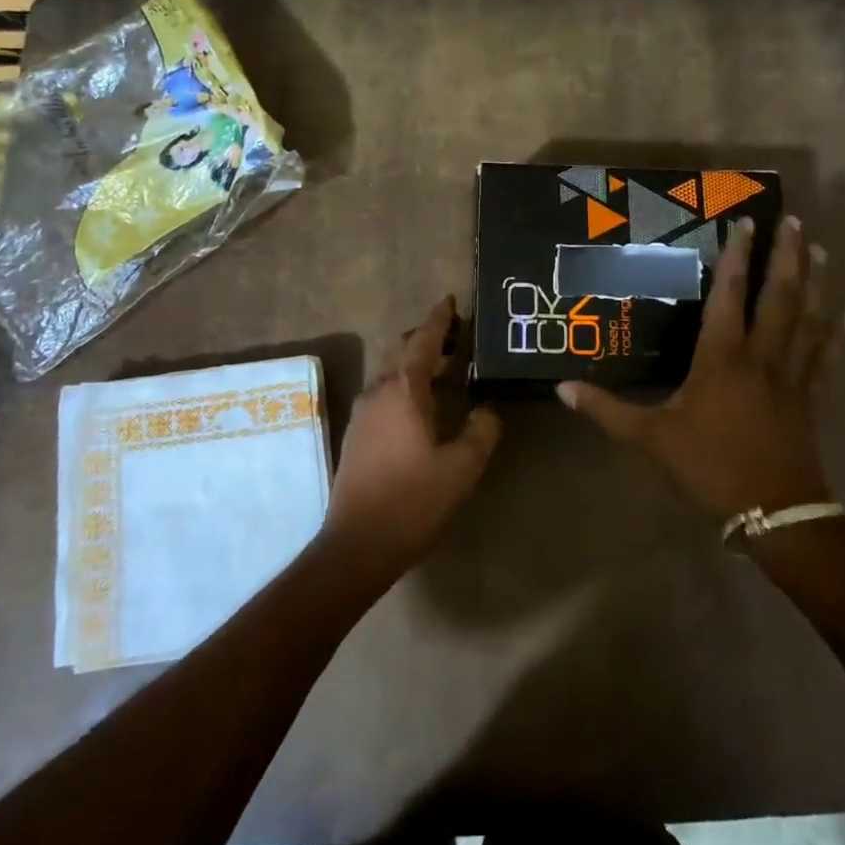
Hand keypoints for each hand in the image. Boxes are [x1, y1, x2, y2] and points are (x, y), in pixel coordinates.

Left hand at [325, 294, 501, 573]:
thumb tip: (487, 409)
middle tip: (457, 336)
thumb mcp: (462, 466)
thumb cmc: (414, 501)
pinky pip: (383, 392)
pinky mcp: (357, 434)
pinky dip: (405, 383)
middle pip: (402, 349)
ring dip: (415, 361)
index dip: (439, 319)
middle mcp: (378, 392)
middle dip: (427, 337)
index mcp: (404, 391)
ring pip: (390, 371)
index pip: (423, 340)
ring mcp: (363, 413)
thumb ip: (481, 431)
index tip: (451, 300)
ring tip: (445, 367)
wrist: (358, 544)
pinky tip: (422, 403)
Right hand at [558, 217, 844, 518]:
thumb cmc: (709, 465)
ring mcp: (792, 375)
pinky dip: (838, 335)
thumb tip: (562, 389)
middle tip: (794, 221)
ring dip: (816, 283)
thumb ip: (607, 410)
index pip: (730, 295)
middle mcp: (761, 356)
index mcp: (722, 358)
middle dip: (787, 256)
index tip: (745, 222)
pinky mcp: (810, 397)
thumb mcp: (651, 437)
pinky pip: (827, 358)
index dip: (736, 257)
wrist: (773, 510)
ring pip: (809, 319)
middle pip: (780, 296)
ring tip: (822, 250)